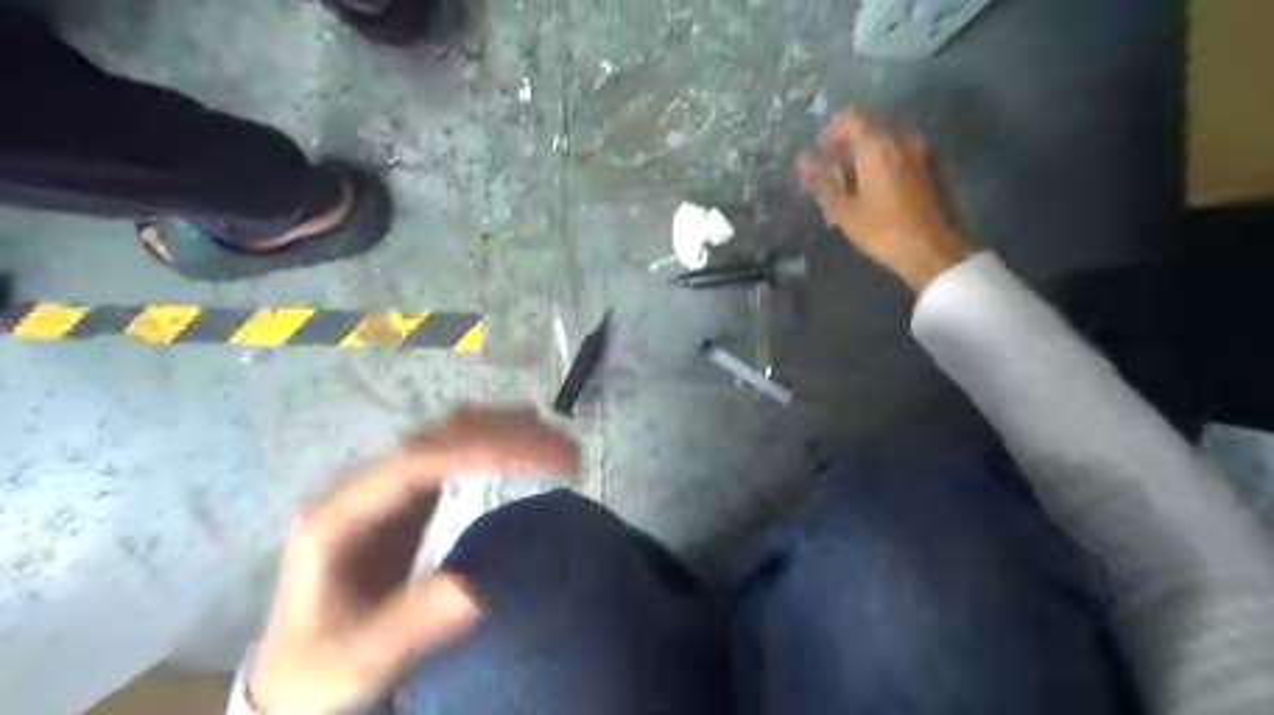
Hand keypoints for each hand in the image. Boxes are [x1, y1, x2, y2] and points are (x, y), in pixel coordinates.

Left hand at [248, 404, 578, 711]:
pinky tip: (527, 450)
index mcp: (339, 515)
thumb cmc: (320, 669)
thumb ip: (412, 624)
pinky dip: (498, 446)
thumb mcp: (359, 659)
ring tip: (559, 444)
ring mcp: (386, 490)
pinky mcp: (407, 501)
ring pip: (451, 436)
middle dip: (506, 434)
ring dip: (506, 432)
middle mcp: (363, 488)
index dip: (480, 451)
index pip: (416, 463)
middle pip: (439, 437)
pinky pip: (457, 455)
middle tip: (566, 451)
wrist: (296, 676)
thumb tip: (480, 587)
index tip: (539, 457)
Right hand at [800, 101, 971, 288]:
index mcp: (878, 145)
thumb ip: (822, 180)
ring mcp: (923, 150)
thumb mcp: (844, 210)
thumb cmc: (883, 231)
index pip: (851, 117)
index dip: (833, 131)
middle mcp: (903, 138)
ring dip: (868, 154)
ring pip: (888, 140)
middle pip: (871, 126)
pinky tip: (878, 189)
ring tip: (854, 183)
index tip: (822, 152)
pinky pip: (903, 152)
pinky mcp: (935, 165)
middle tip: (834, 170)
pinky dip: (886, 161)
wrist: (935, 251)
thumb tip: (802, 159)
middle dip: (849, 143)